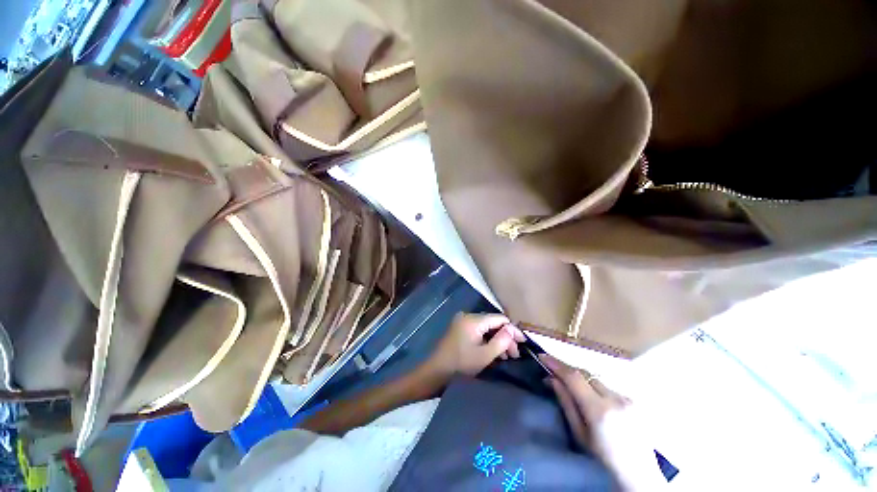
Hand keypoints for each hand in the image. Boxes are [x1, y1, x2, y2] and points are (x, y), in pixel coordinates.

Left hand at [424, 313, 524, 379]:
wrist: (435, 373)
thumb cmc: (460, 365)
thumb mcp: (484, 356)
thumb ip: (502, 341)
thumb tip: (513, 330)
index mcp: (473, 320)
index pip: (499, 318)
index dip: (513, 330)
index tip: (524, 343)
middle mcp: (467, 316)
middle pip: (493, 323)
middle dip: (505, 337)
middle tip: (516, 354)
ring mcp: (462, 322)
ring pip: (486, 328)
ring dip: (497, 340)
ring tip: (507, 356)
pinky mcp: (459, 329)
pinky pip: (478, 331)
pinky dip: (487, 340)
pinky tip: (494, 352)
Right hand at [541, 354, 665, 490]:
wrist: (639, 475)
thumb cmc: (603, 460)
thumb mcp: (579, 434)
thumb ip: (566, 403)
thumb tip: (552, 379)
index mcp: (599, 411)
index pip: (574, 377)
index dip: (556, 364)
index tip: (542, 356)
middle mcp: (615, 399)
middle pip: (585, 374)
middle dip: (568, 371)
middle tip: (553, 374)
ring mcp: (627, 398)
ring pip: (596, 379)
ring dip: (582, 380)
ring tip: (573, 389)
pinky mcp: (633, 400)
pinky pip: (608, 387)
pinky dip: (596, 388)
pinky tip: (594, 400)